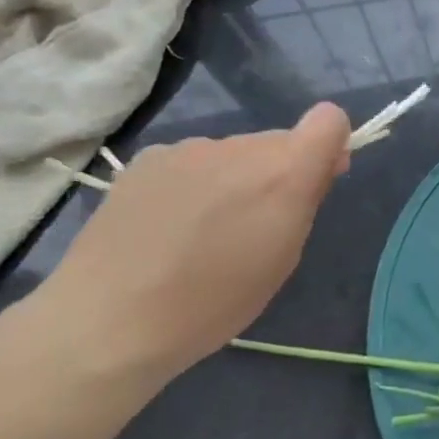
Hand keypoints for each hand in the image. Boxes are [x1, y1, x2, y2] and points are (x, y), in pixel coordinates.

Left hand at [31, 103, 350, 380]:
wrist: (110, 319)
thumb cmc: (212, 303)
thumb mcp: (281, 260)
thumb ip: (306, 202)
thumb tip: (319, 166)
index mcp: (284, 172)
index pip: (328, 119)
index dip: (329, 144)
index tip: (315, 180)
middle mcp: (241, 146)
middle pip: (277, 142)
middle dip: (276, 172)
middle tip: (249, 225)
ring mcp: (191, 147)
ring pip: (233, 153)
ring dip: (231, 178)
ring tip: (198, 231)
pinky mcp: (150, 156)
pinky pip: (191, 161)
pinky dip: (191, 183)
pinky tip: (164, 225)